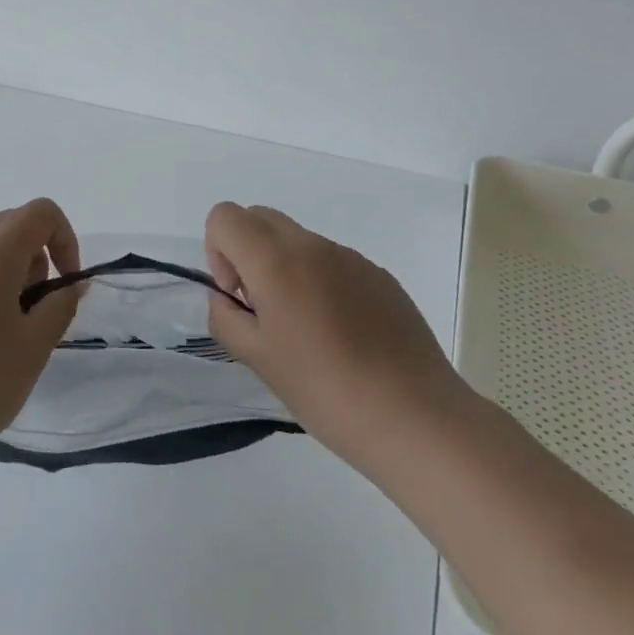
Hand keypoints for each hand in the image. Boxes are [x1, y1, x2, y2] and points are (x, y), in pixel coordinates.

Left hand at [0, 198, 82, 471]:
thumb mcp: (35, 345)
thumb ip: (60, 304)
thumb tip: (70, 285)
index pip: (38, 212)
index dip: (65, 238)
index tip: (66, 283)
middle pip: (6, 226)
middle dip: (35, 254)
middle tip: (39, 305)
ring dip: (4, 275)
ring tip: (8, 331)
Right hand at [203, 202, 466, 466]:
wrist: (415, 417)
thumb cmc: (325, 390)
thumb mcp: (256, 358)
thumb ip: (226, 317)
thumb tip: (228, 297)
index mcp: (277, 261)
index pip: (225, 217)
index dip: (217, 252)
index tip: (238, 297)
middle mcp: (314, 246)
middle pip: (259, 218)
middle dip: (246, 253)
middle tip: (262, 308)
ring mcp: (352, 258)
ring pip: (298, 240)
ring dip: (285, 269)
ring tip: (306, 330)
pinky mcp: (380, 276)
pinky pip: (332, 262)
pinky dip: (319, 282)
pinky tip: (341, 335)